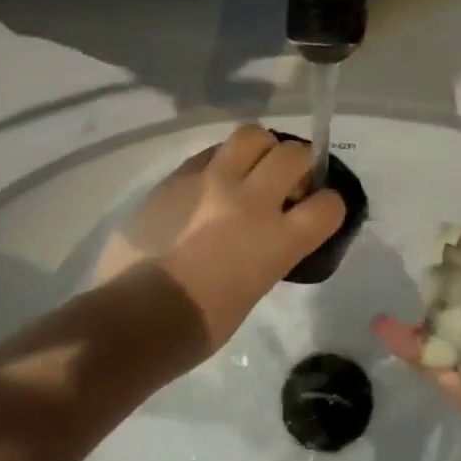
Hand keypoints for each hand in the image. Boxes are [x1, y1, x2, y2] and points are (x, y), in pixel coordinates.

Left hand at [95, 126, 345, 360]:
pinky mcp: (178, 176)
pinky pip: (211, 152)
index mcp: (276, 241)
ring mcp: (212, 182)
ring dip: (260, 149)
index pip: (328, 205)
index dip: (329, 204)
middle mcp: (250, 201)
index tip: (317, 208)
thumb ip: (271, 249)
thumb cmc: (198, 325)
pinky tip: (212, 181)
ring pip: (252, 135)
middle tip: (285, 181)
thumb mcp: (254, 288)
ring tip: (250, 168)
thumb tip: (271, 231)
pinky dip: (221, 161)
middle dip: (298, 163)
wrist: (131, 320)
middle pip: (294, 153)